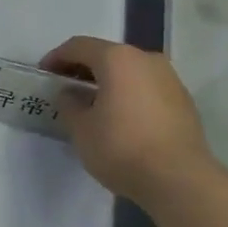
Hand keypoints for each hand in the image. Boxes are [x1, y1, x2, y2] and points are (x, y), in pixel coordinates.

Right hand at [41, 36, 221, 207]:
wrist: (179, 179)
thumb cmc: (121, 147)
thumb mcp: (80, 128)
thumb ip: (69, 103)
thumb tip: (71, 93)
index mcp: (117, 59)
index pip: (79, 46)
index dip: (57, 57)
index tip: (44, 74)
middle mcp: (146, 60)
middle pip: (107, 55)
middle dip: (83, 68)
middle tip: (65, 87)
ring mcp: (170, 79)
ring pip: (129, 71)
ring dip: (107, 81)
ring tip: (91, 103)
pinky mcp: (183, 101)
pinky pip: (146, 87)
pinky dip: (128, 93)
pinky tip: (119, 116)